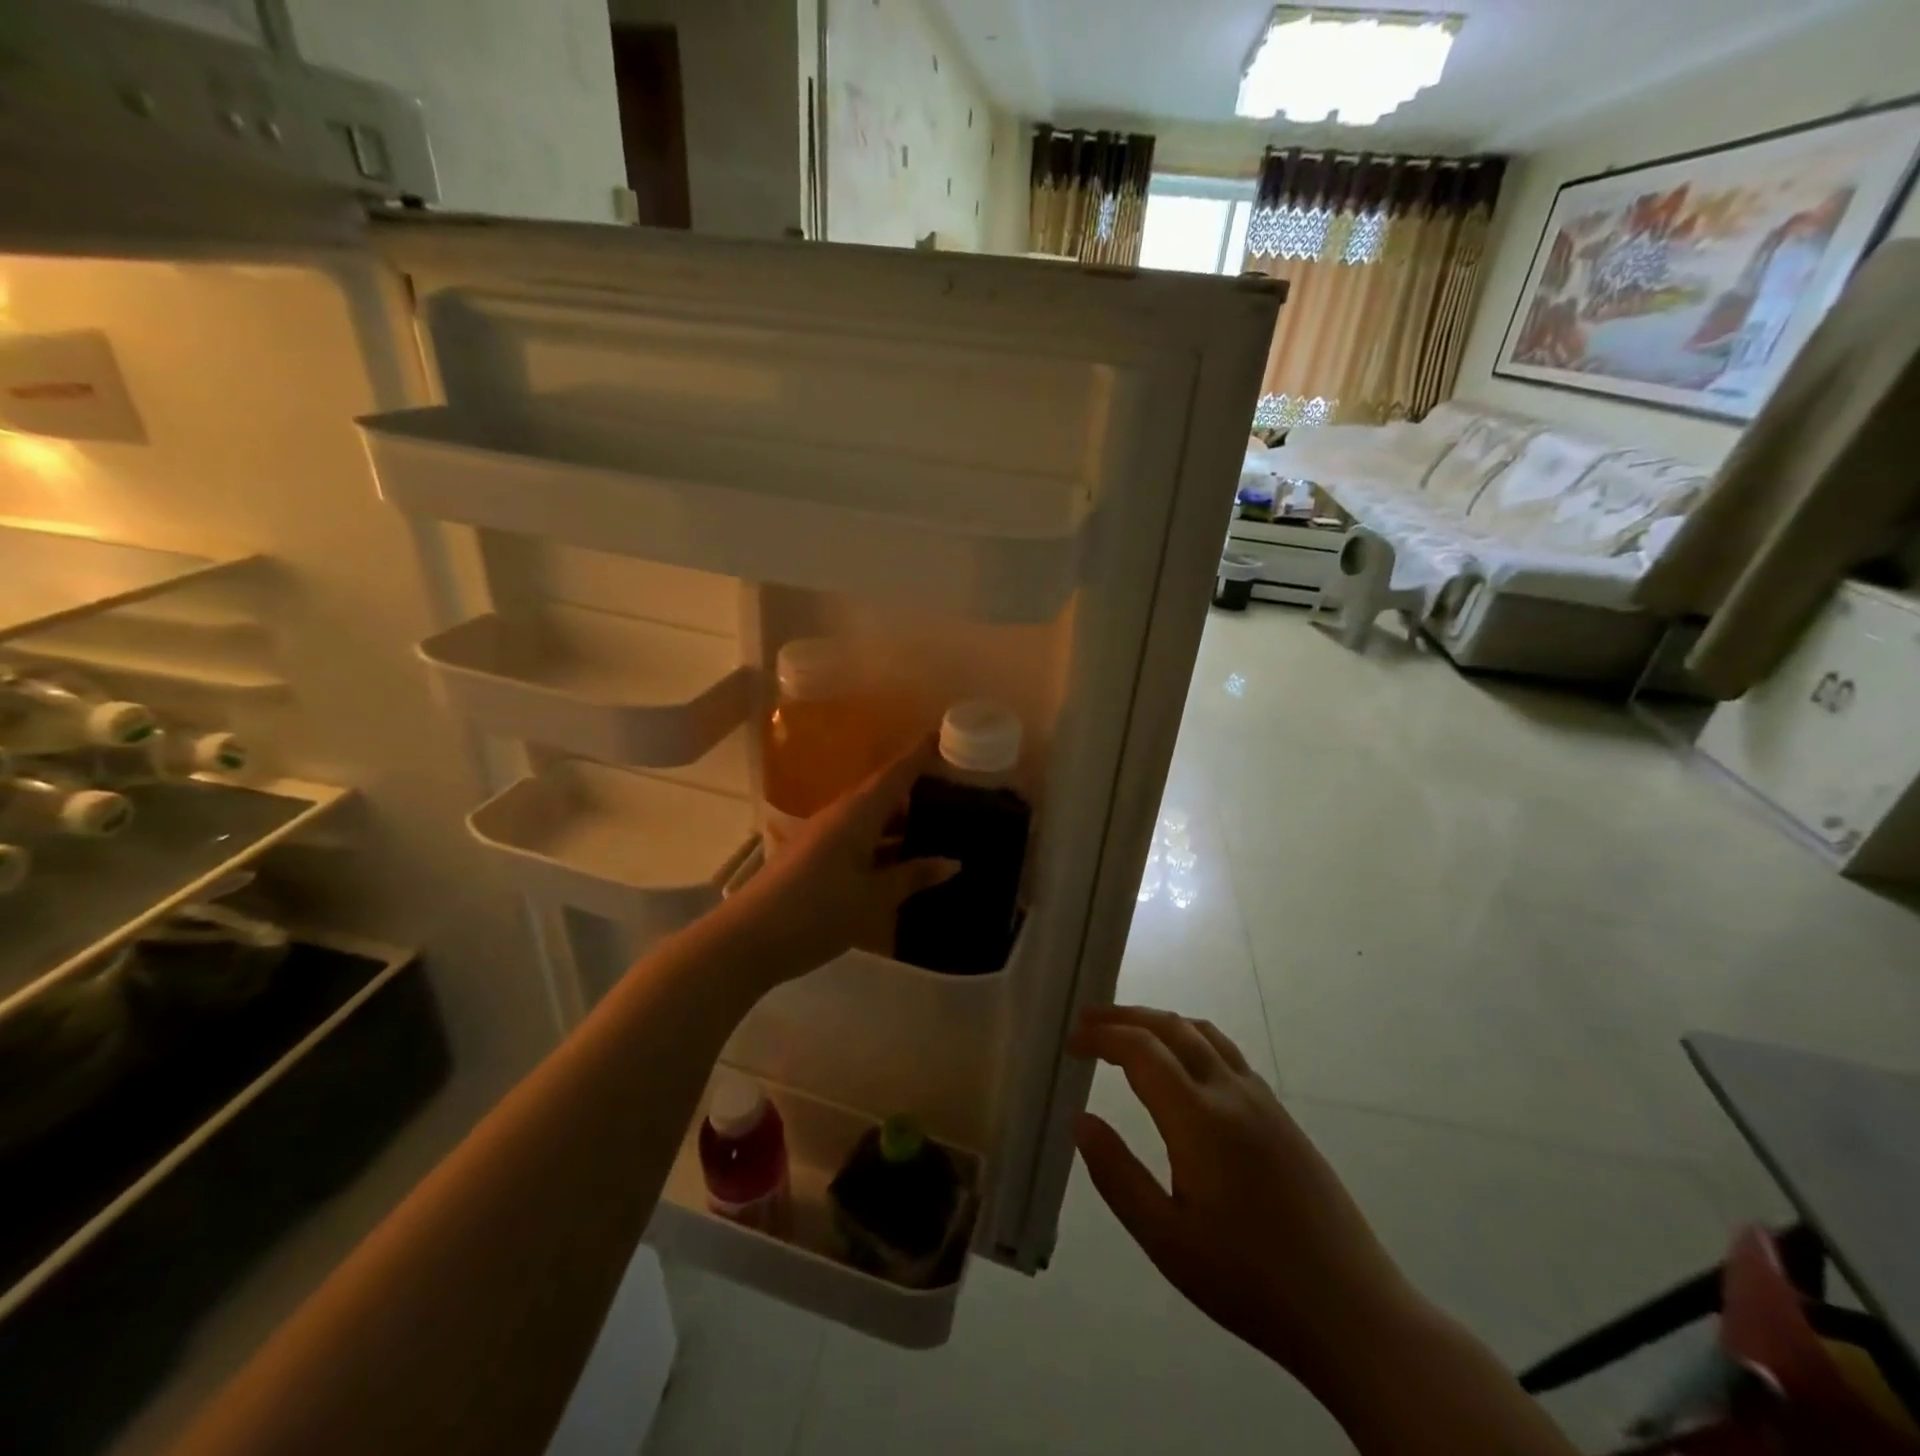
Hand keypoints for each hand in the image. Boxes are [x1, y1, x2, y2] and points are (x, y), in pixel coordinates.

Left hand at [719, 736, 957, 984]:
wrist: (747, 939)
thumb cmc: (816, 913)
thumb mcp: (872, 899)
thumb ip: (912, 877)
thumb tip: (952, 862)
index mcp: (856, 815)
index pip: (894, 775)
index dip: (918, 754)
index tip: (942, 734)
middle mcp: (839, 816)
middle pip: (881, 792)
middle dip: (912, 785)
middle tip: (949, 786)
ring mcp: (821, 836)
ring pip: (867, 816)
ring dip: (896, 817)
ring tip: (932, 822)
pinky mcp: (811, 857)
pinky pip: (855, 836)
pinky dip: (880, 839)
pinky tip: (896, 857)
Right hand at [1071, 1005, 1416, 1392]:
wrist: (1352, 1310)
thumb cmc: (1249, 1281)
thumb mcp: (1167, 1241)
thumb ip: (1118, 1176)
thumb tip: (1080, 1121)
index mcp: (1199, 1118)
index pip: (1141, 1049)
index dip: (1102, 1036)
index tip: (1070, 1043)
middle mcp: (1231, 1092)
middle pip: (1172, 1027)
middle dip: (1126, 1016)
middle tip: (1088, 1020)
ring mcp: (1262, 1100)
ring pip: (1203, 1033)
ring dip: (1160, 1022)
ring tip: (1128, 1032)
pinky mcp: (1281, 1115)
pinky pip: (1226, 1053)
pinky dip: (1191, 1040)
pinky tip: (1182, 1068)